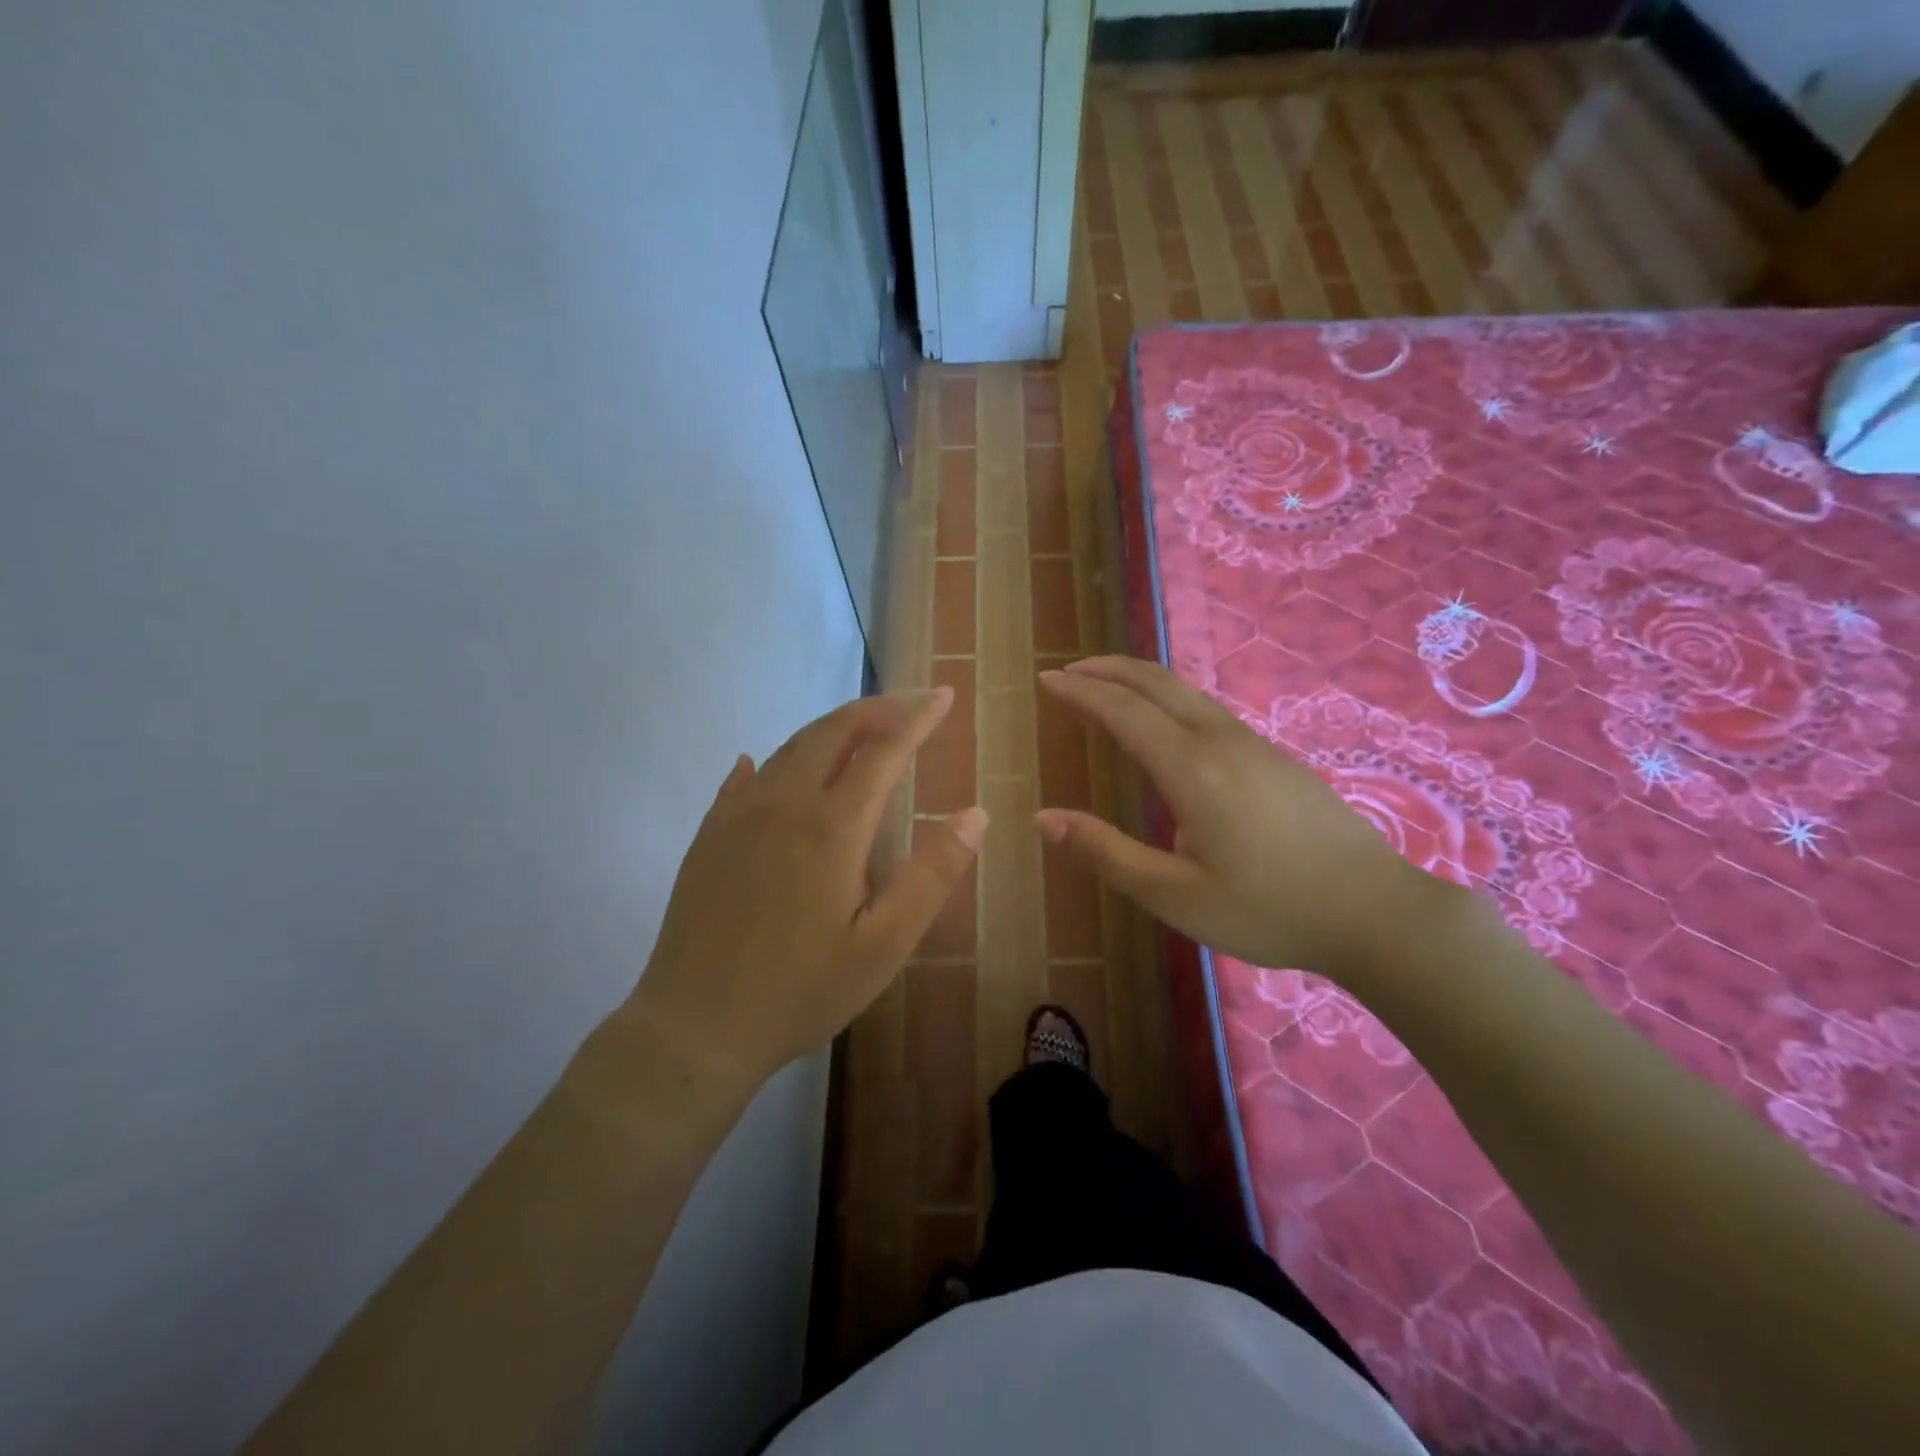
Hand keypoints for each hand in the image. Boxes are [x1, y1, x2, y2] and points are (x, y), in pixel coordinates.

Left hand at [629, 689, 984, 1091]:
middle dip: (873, 710)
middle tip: (904, 706)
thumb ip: (931, 875)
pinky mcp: (709, 837)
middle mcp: (784, 804)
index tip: (943, 697)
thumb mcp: (883, 945)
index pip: (884, 750)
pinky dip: (770, 760)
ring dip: (829, 730)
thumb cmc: (801, 990)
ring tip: (857, 730)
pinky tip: (763, 762)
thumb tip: (975, 814)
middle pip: (831, 733)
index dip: (917, 719)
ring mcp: (738, 817)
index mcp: (832, 826)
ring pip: (789, 749)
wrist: (695, 1027)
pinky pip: (743, 779)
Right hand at [1036, 657, 1447, 981]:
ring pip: (1187, 693)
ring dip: (1141, 680)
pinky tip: (1167, 724)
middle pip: (1158, 683)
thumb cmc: (1269, 910)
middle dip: (1109, 669)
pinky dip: (1169, 699)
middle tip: (1070, 669)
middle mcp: (1222, 742)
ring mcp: (1255, 745)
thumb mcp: (1175, 896)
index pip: (1123, 711)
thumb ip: (1106, 853)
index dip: (1082, 691)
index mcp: (1192, 769)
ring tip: (1108, 686)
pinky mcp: (1276, 758)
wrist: (1376, 913)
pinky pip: (1209, 710)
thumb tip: (1043, 819)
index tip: (1048, 679)